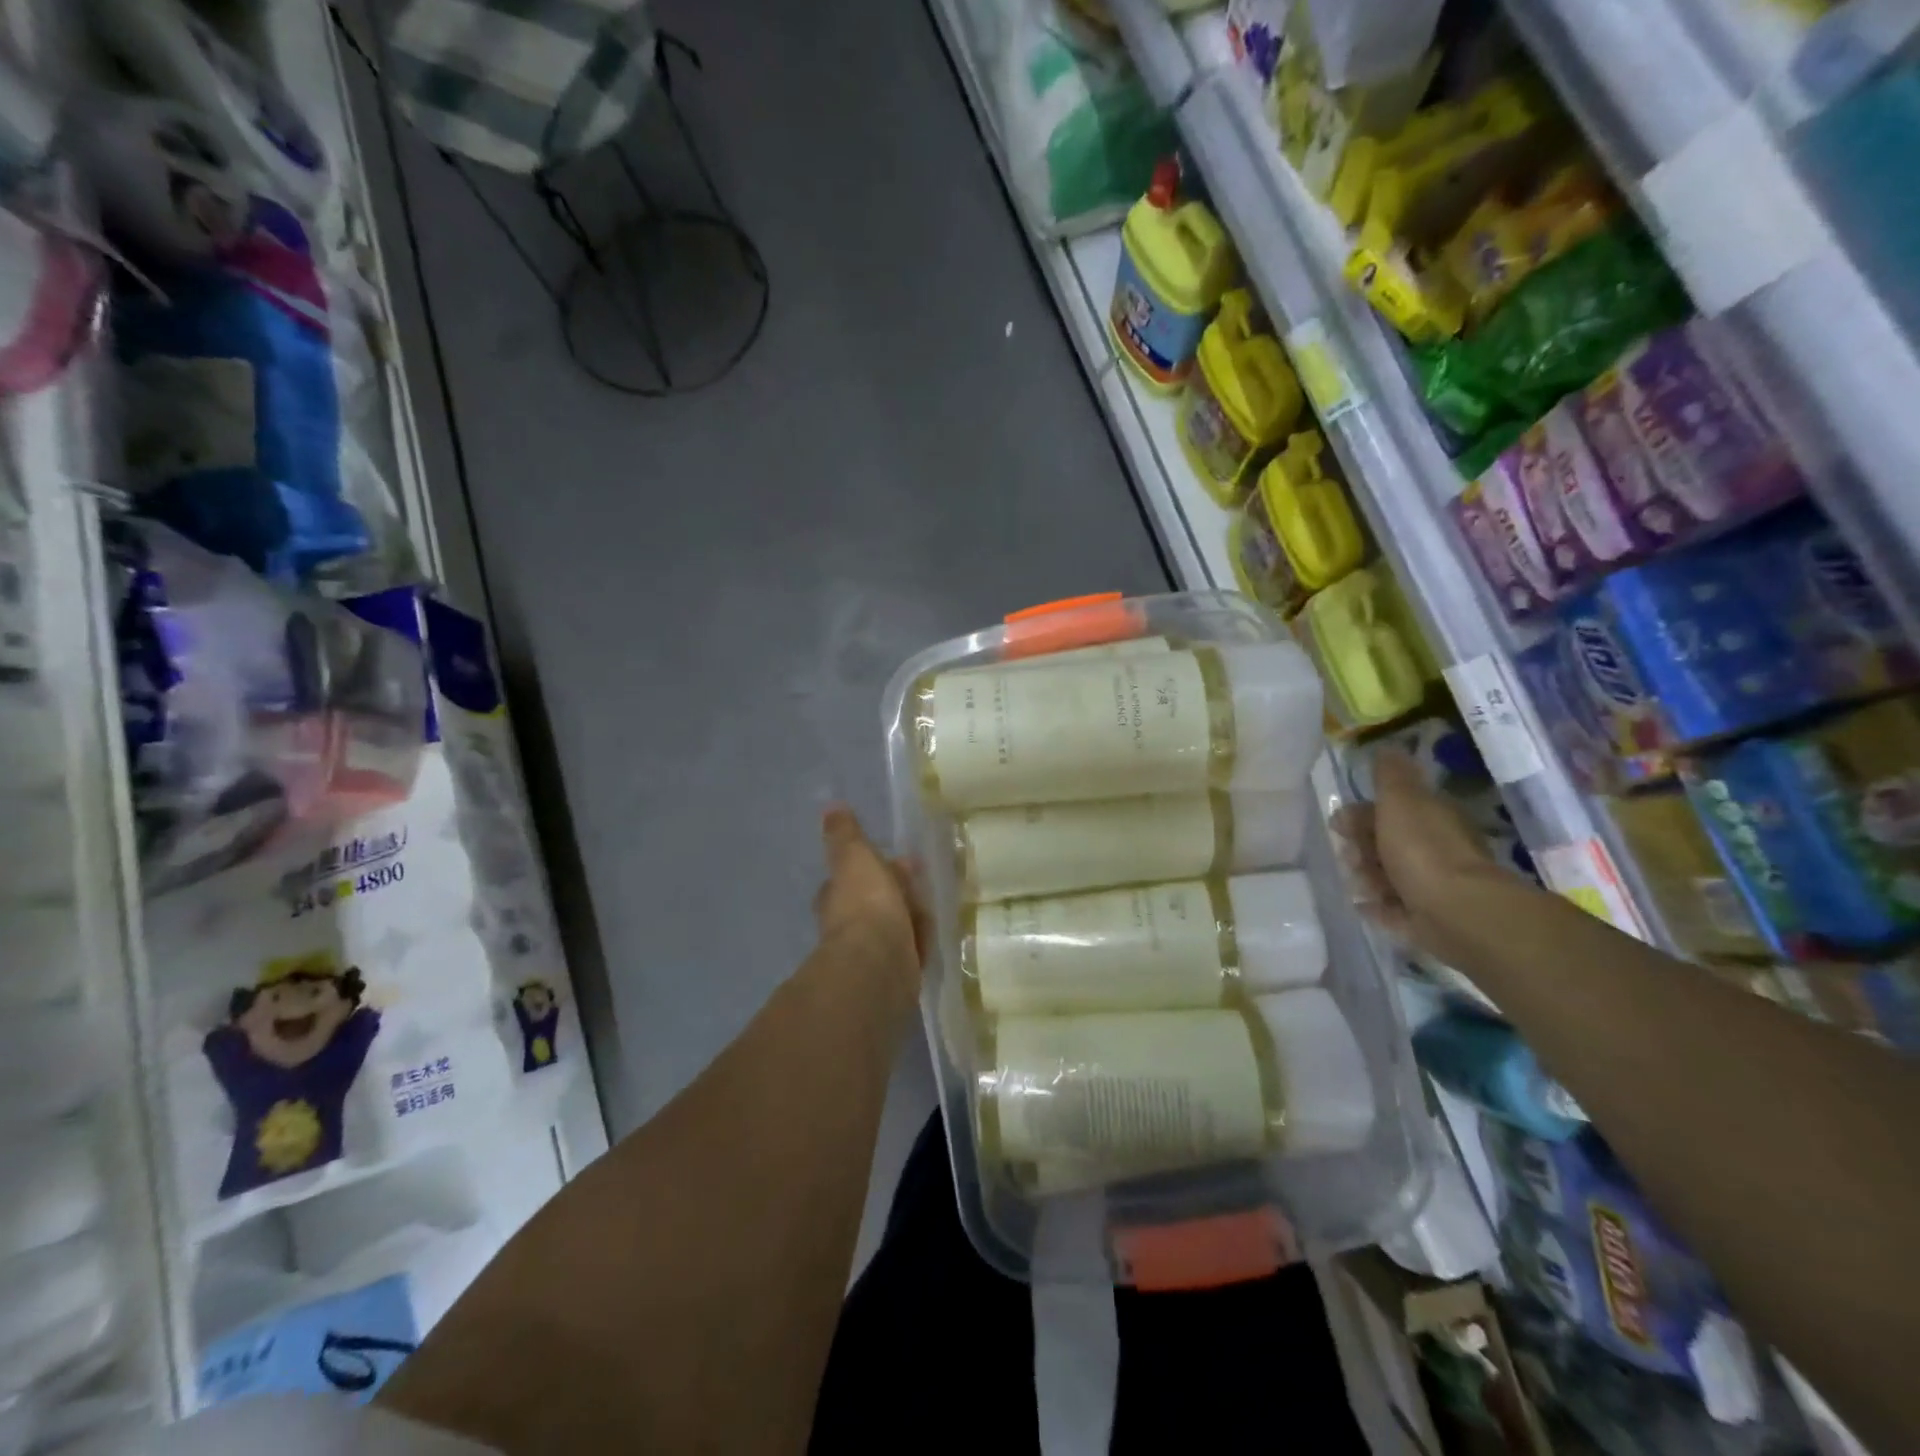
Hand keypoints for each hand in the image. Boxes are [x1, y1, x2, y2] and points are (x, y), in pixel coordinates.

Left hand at [813, 806, 929, 996]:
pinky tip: (932, 937)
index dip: (872, 868)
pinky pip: (910, 950)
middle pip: (875, 902)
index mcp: (837, 896)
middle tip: (922, 882)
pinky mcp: (894, 972)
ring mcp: (872, 951)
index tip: (899, 859)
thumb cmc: (865, 903)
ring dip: (908, 918)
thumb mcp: (854, 857)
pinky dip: (919, 942)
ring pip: (894, 926)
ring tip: (932, 908)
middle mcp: (848, 925)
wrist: (879, 962)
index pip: (851, 877)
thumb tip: (831, 808)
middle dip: (895, 892)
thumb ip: (845, 834)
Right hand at [1334, 749, 1499, 955]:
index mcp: (1432, 818)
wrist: (1455, 912)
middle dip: (1361, 848)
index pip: (1391, 810)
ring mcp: (1432, 886)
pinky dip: (1376, 907)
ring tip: (1360, 884)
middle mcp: (1435, 849)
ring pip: (1388, 876)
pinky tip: (1362, 905)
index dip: (1361, 814)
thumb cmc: (1423, 849)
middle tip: (1349, 857)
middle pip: (1387, 843)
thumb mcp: (1401, 800)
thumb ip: (1390, 775)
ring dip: (1367, 877)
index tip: (1337, 823)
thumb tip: (1387, 748)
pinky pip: (1393, 910)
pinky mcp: (1426, 920)